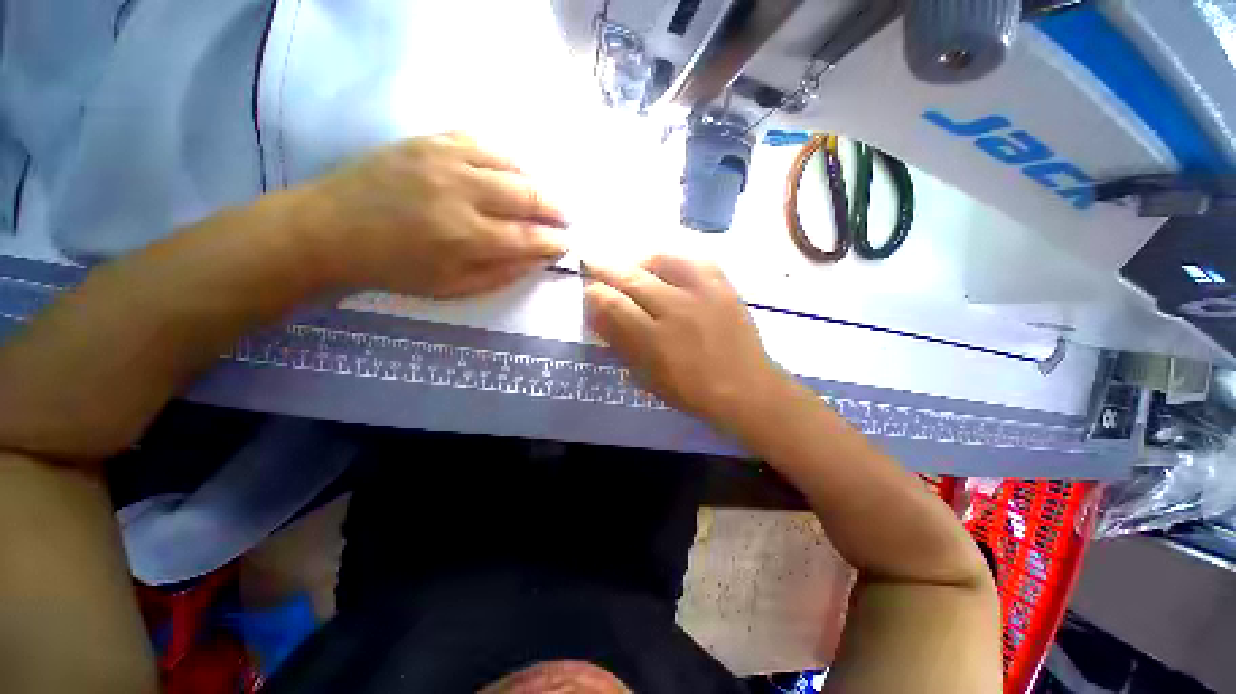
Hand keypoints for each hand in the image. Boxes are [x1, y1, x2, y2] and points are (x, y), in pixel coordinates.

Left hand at [304, 132, 568, 296]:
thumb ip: (502, 274)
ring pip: (510, 164)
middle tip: (564, 219)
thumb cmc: (396, 268)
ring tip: (543, 197)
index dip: (554, 241)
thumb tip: (538, 259)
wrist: (330, 229)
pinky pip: (482, 142)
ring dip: (536, 182)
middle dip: (555, 209)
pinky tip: (512, 172)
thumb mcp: (453, 288)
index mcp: (465, 237)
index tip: (567, 244)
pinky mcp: (429, 140)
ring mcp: (444, 159)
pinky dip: (506, 158)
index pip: (528, 237)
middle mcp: (460, 192)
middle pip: (527, 194)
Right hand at [583, 255, 789, 427]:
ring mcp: (703, 293)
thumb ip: (621, 343)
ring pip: (661, 261)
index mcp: (655, 340)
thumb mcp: (648, 377)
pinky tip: (668, 269)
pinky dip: (674, 260)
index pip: (613, 305)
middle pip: (632, 278)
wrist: (746, 388)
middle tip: (594, 263)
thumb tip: (597, 314)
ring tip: (633, 267)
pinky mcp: (723, 286)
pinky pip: (693, 259)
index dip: (594, 294)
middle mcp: (676, 310)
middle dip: (606, 269)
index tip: (588, 290)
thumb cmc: (691, 390)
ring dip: (639, 261)